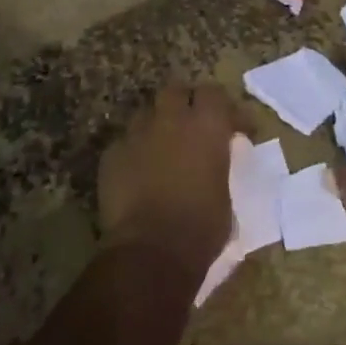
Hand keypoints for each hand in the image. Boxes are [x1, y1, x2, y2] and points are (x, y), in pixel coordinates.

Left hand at [98, 82, 244, 278]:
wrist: (150, 253)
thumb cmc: (200, 228)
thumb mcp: (226, 195)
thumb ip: (219, 166)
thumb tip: (215, 164)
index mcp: (207, 125)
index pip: (215, 94)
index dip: (224, 108)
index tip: (233, 128)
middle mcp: (171, 118)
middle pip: (176, 91)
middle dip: (184, 103)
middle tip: (192, 125)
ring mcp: (138, 133)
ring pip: (147, 114)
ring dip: (157, 125)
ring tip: (161, 148)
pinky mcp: (112, 154)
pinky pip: (125, 143)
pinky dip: (134, 153)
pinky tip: (137, 174)